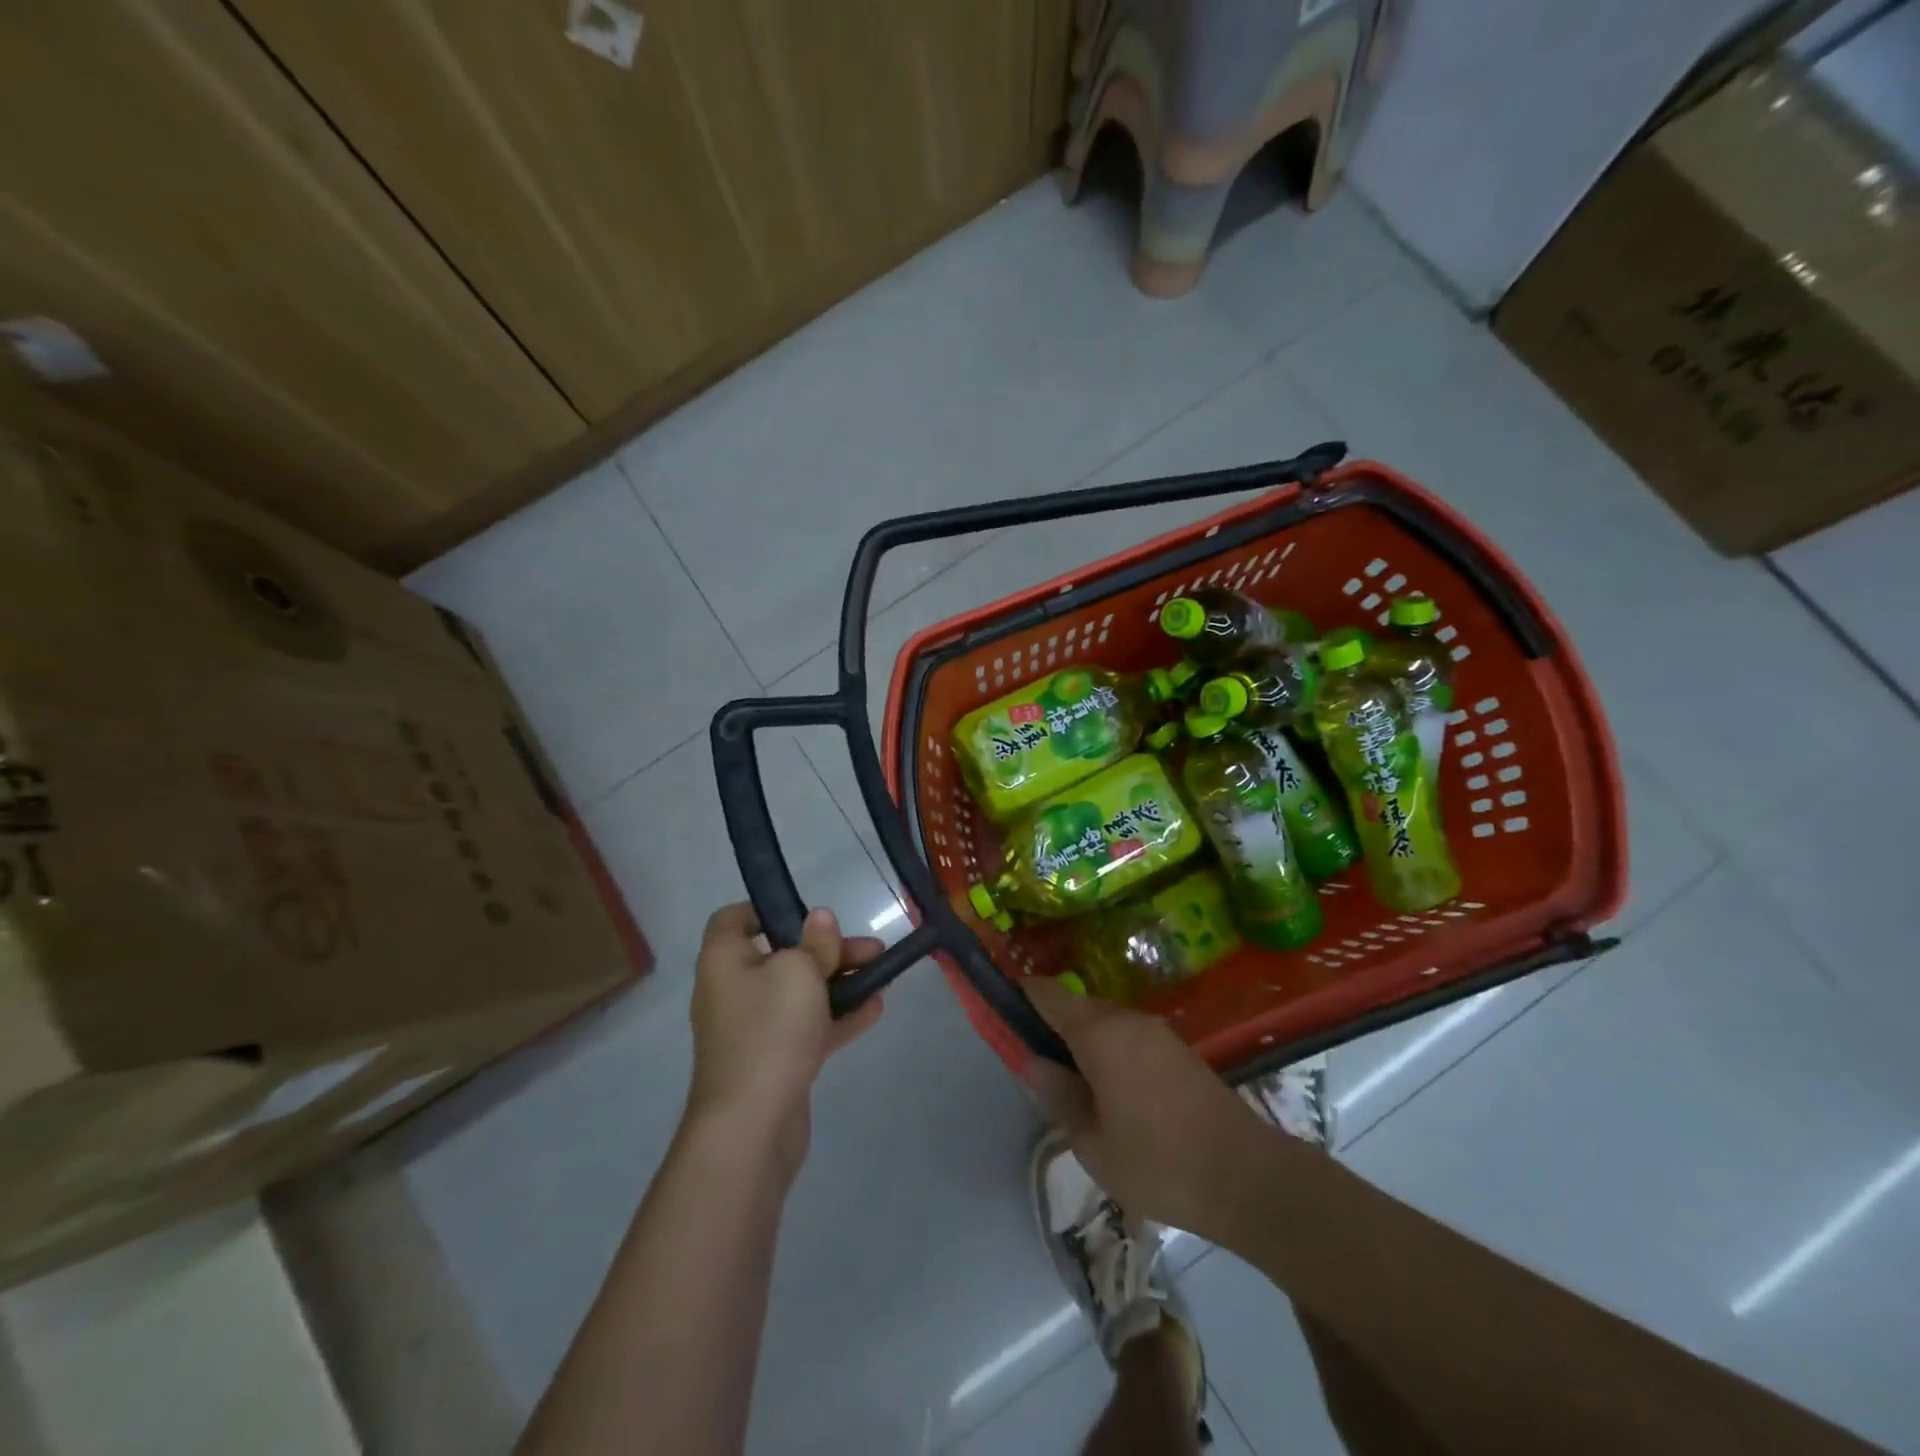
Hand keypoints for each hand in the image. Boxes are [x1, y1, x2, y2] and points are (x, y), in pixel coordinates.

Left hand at [687, 903, 884, 1176]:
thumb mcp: (800, 971)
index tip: (806, 914)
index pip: (733, 920)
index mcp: (724, 960)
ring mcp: (753, 1029)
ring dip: (840, 982)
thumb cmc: (770, 1030)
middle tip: (870, 948)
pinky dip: (838, 1017)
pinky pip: (807, 1028)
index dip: (767, 910)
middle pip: (781, 956)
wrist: (751, 1126)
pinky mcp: (774, 1061)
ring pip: (800, 993)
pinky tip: (875, 1009)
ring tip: (882, 975)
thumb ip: (816, 942)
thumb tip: (820, 918)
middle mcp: (733, 990)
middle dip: (828, 950)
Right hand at [1024, 978, 1274, 1243]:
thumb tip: (1034, 1063)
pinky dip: (1109, 1050)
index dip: (1021, 995)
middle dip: (1052, 1025)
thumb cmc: (1159, 1162)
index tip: (1002, 1010)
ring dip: (1083, 1040)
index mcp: (1099, 1032)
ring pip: (1104, 1021)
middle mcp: (1126, 1019)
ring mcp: (1156, 1031)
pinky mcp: (1176, 1048)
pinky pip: (1128, 1035)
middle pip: (1076, 1006)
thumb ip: (1058, 1096)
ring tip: (1072, 1083)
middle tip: (1037, 1065)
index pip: (1048, 994)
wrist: (1246, 1176)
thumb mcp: (1092, 1143)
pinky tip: (1110, 1089)